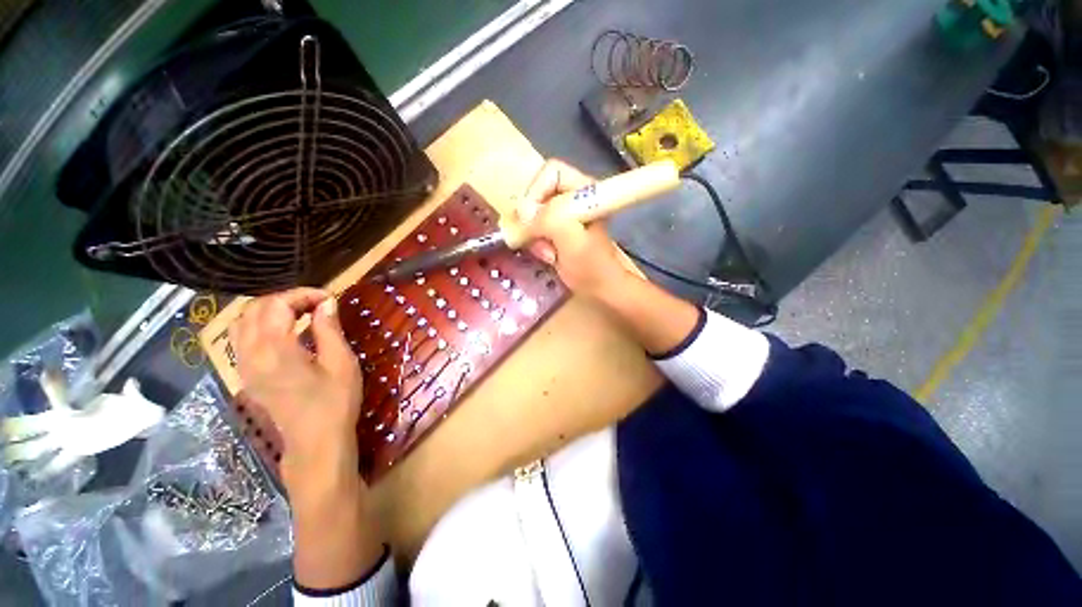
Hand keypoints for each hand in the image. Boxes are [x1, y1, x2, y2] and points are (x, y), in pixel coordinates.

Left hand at [229, 288, 361, 484]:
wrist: (316, 441)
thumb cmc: (335, 401)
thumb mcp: (341, 362)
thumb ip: (329, 329)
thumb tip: (326, 303)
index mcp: (275, 350)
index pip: (277, 305)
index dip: (303, 295)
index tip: (329, 298)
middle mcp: (251, 355)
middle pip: (254, 309)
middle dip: (285, 299)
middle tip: (316, 304)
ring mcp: (243, 366)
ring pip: (241, 323)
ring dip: (269, 310)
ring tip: (299, 313)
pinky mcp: (246, 375)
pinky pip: (241, 339)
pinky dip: (259, 325)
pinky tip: (283, 331)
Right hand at [517, 159, 634, 297]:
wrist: (598, 288)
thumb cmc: (591, 265)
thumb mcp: (572, 240)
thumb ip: (550, 220)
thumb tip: (522, 213)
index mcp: (583, 189)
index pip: (550, 172)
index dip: (535, 191)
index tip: (529, 218)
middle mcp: (571, 197)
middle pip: (537, 193)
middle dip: (533, 220)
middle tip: (539, 240)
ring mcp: (562, 214)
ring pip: (531, 214)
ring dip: (534, 236)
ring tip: (549, 253)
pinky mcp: (555, 229)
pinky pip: (532, 229)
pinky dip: (535, 243)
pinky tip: (549, 257)